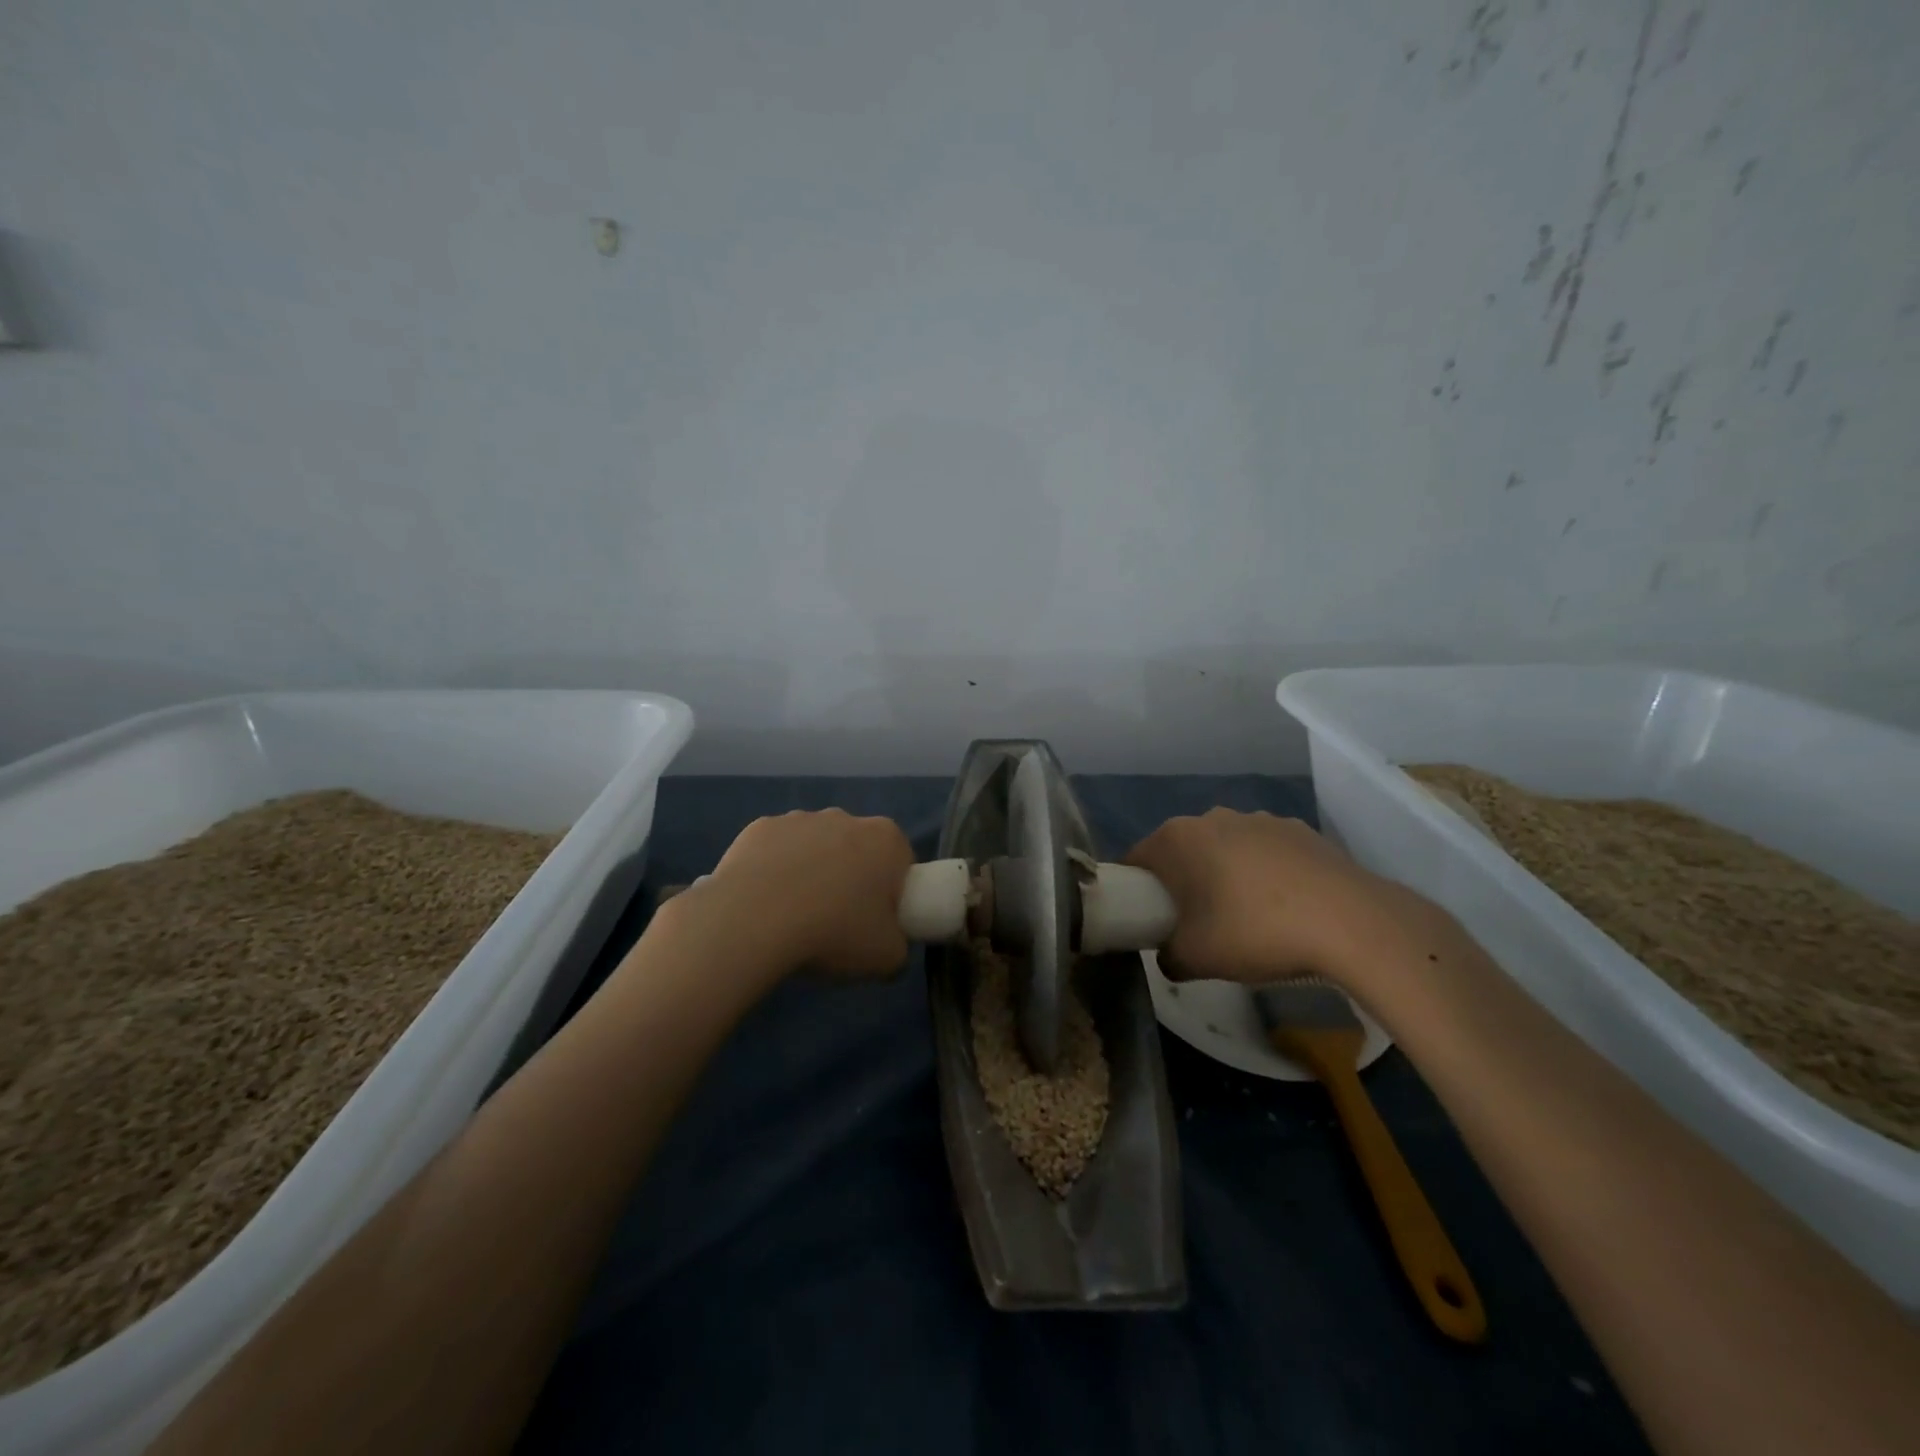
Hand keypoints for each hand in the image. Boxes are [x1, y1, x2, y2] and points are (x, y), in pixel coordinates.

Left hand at [684, 810, 915, 980]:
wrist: (753, 921)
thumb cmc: (833, 932)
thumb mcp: (887, 958)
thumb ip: (898, 947)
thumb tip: (887, 944)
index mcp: (885, 839)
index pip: (901, 862)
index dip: (891, 893)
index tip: (875, 922)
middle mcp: (845, 817)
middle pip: (857, 849)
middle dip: (850, 877)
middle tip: (836, 922)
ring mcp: (799, 818)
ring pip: (814, 846)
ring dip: (811, 871)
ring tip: (794, 916)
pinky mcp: (759, 827)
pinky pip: (775, 850)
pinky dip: (773, 870)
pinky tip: (763, 903)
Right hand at [1125, 808, 1432, 991]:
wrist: (1352, 923)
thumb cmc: (1255, 932)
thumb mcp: (1196, 959)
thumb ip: (1168, 957)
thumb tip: (1169, 954)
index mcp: (1178, 838)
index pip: (1136, 859)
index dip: (1135, 890)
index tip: (1147, 919)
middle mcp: (1213, 817)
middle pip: (1182, 850)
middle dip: (1182, 881)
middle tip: (1193, 923)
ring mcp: (1261, 818)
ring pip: (1225, 848)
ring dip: (1225, 874)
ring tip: (1246, 917)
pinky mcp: (1301, 830)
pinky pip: (1266, 851)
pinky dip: (1266, 873)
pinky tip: (1286, 908)